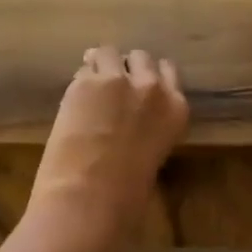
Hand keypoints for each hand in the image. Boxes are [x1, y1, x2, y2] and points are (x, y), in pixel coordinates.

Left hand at [28, 46, 188, 246]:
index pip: (168, 71)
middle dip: (127, 68)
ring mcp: (118, 80)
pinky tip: (75, 96)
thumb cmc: (125, 197)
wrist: (87, 199)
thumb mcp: (152, 156)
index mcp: (176, 109)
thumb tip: (130, 119)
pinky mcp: (86, 82)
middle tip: (112, 87)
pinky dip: (81, 78)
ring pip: (110, 53)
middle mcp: (152, 87)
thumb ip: (148, 127)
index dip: (148, 77)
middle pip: (141, 57)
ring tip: (91, 86)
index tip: (137, 85)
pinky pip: (84, 67)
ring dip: (102, 65)